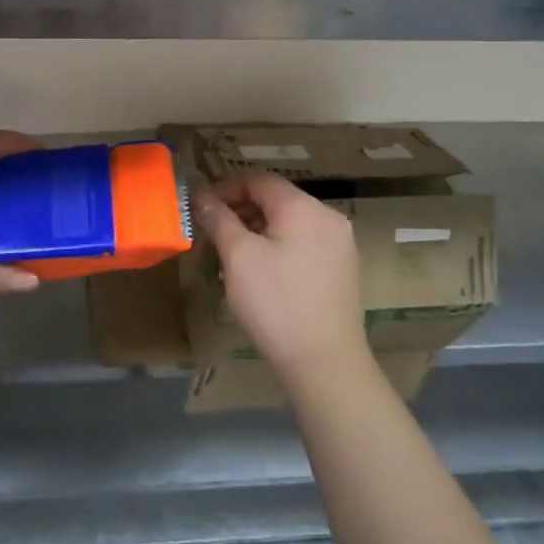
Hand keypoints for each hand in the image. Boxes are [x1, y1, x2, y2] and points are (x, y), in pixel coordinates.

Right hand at [195, 171, 368, 381]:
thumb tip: (201, 194)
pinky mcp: (342, 270)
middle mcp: (328, 218)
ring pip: (290, 222)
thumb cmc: (276, 303)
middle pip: (277, 199)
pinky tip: (261, 272)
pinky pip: (303, 243)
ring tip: (232, 254)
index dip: (226, 188)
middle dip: (241, 210)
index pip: (259, 180)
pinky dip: (278, 246)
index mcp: (304, 208)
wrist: (325, 363)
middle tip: (212, 233)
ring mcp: (340, 245)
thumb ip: (219, 218)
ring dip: (258, 229)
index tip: (201, 208)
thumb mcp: (238, 257)